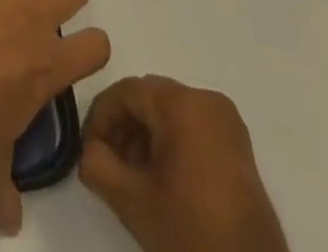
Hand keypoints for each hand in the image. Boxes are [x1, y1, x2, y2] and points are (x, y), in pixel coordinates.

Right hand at [79, 76, 288, 251]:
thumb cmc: (192, 236)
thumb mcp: (133, 203)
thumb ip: (98, 166)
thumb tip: (88, 151)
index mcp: (182, 104)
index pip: (127, 92)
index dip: (101, 118)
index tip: (88, 151)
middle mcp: (207, 100)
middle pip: (150, 99)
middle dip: (123, 127)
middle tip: (107, 164)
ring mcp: (227, 122)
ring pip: (170, 112)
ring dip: (145, 137)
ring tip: (132, 178)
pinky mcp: (238, 146)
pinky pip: (192, 127)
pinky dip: (170, 144)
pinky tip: (160, 181)